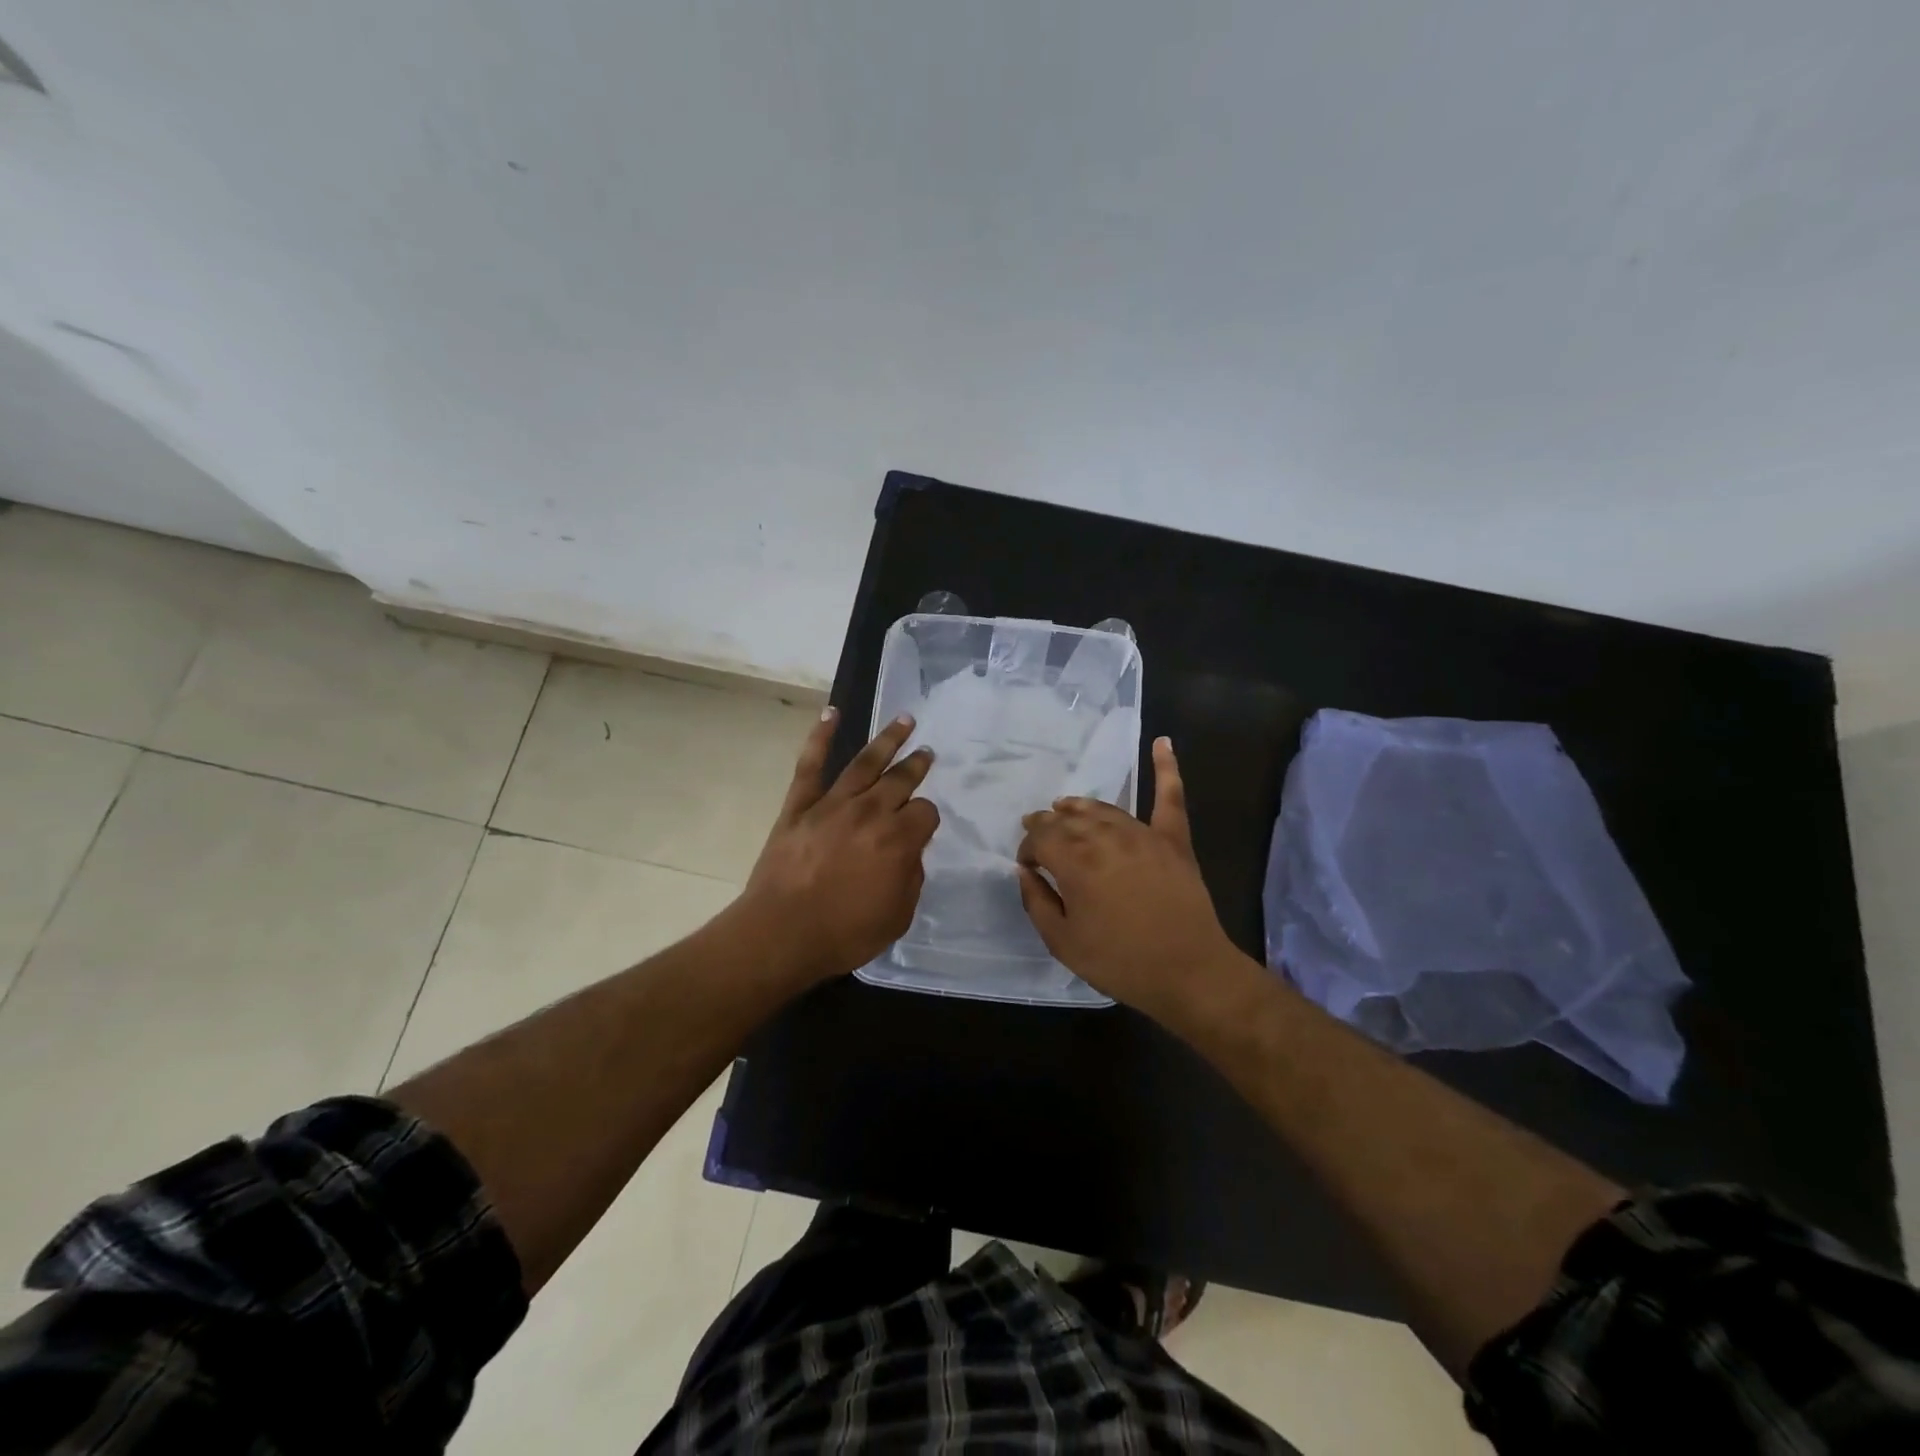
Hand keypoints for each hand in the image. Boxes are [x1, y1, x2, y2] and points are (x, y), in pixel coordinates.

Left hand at [733, 709, 938, 983]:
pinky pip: (811, 764)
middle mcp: (870, 812)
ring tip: (905, 720)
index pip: (926, 813)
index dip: (927, 818)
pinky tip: (832, 713)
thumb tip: (909, 852)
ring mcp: (833, 804)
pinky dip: (820, 736)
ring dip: (888, 739)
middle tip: (927, 752)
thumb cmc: (844, 933)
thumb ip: (910, 878)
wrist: (781, 934)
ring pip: (865, 762)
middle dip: (917, 764)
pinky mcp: (800, 805)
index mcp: (899, 840)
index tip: (922, 826)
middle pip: (901, 779)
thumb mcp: (898, 916)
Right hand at [1016, 738, 1241, 1020]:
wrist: (1189, 972)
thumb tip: (1024, 872)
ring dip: (1079, 806)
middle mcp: (1105, 837)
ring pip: (1103, 808)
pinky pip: (1170, 797)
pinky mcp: (1173, 840)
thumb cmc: (1120, 962)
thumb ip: (1036, 902)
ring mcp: (1142, 834)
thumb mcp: (1062, 942)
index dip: (1028, 849)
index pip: (1040, 838)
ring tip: (1066, 806)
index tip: (1029, 867)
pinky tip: (1163, 742)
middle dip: (1048, 824)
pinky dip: (1167, 768)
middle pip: (1068, 818)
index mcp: (1074, 861)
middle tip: (1040, 835)